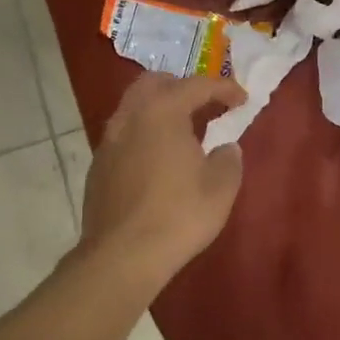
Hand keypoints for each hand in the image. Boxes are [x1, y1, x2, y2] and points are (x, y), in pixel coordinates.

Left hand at [77, 72, 245, 290]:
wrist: (122, 257)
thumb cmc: (178, 215)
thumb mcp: (221, 187)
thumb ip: (228, 159)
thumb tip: (225, 149)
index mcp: (163, 112)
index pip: (197, 85)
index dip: (224, 88)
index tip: (242, 99)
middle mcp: (130, 117)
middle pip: (155, 83)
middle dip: (182, 86)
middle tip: (205, 103)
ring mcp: (109, 141)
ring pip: (134, 107)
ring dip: (159, 109)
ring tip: (183, 130)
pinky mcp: (98, 166)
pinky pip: (124, 134)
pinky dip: (144, 133)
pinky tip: (158, 158)